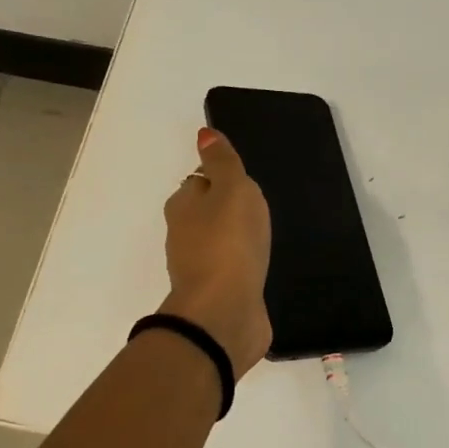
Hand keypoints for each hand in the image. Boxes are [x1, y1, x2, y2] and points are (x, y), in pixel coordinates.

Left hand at [160, 128, 271, 375]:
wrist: (224, 313)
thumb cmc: (229, 243)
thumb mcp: (232, 190)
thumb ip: (222, 163)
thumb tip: (204, 135)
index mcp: (184, 206)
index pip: (200, 182)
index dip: (221, 180)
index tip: (246, 184)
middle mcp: (185, 236)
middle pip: (207, 214)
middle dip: (229, 211)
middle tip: (260, 211)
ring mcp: (201, 269)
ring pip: (219, 245)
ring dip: (237, 241)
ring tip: (264, 239)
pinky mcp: (219, 295)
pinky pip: (233, 272)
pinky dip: (243, 268)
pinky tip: (261, 268)